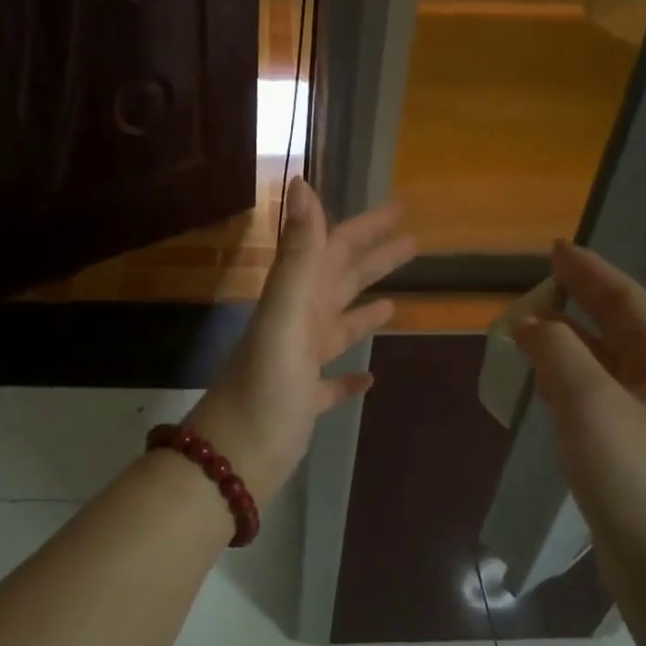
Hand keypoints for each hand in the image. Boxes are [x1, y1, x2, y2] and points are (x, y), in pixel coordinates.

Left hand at [187, 178, 415, 498]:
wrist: (233, 460)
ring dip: (364, 311)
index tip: (399, 209)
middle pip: (339, 282)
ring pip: (337, 328)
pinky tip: (368, 377)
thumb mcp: (285, 318)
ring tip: (395, 304)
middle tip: (412, 243)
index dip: (363, 228)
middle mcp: (296, 326)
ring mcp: (299, 365)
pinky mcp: (304, 403)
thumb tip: (302, 185)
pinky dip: (350, 376)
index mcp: (294, 302)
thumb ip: (298, 256)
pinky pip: (332, 382)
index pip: (332, 250)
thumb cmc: (265, 390)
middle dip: (373, 260)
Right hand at [513, 243, 645, 587]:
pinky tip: (546, 383)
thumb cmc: (632, 475)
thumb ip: (558, 351)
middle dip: (580, 300)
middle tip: (540, 282)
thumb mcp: (590, 402)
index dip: (589, 271)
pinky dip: (568, 376)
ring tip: (533, 326)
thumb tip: (530, 323)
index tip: (555, 247)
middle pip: (618, 325)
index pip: (624, 298)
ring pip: (605, 360)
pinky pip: (596, 393)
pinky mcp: (631, 448)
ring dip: (570, 339)